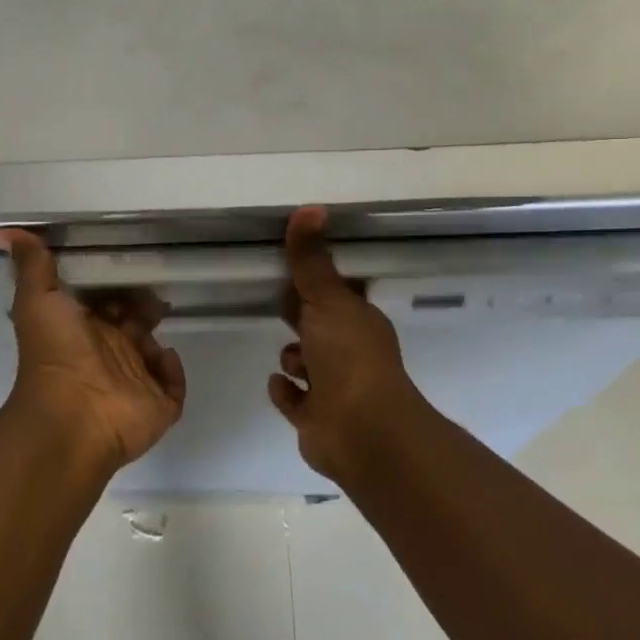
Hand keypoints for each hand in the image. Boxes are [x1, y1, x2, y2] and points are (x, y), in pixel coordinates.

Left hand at [0, 228, 186, 473]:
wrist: (73, 416)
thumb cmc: (56, 353)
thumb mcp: (38, 299)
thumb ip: (31, 265)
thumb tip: (3, 231)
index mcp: (81, 330)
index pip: (104, 302)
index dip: (114, 285)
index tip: (127, 266)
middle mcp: (107, 353)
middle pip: (133, 323)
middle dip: (144, 305)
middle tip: (152, 293)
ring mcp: (134, 381)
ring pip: (153, 351)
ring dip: (157, 336)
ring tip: (160, 319)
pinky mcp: (157, 405)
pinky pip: (173, 383)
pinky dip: (172, 369)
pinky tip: (163, 357)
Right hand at [269, 206, 424, 481]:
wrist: (362, 431)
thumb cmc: (349, 357)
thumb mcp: (327, 298)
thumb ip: (311, 259)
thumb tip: (311, 207)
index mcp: (358, 321)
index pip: (336, 295)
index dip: (317, 283)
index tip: (293, 269)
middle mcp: (350, 353)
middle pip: (320, 327)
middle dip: (301, 318)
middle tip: (277, 302)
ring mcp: (334, 389)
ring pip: (307, 365)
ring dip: (294, 358)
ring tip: (291, 360)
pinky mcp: (316, 419)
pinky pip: (295, 401)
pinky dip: (286, 391)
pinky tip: (278, 383)